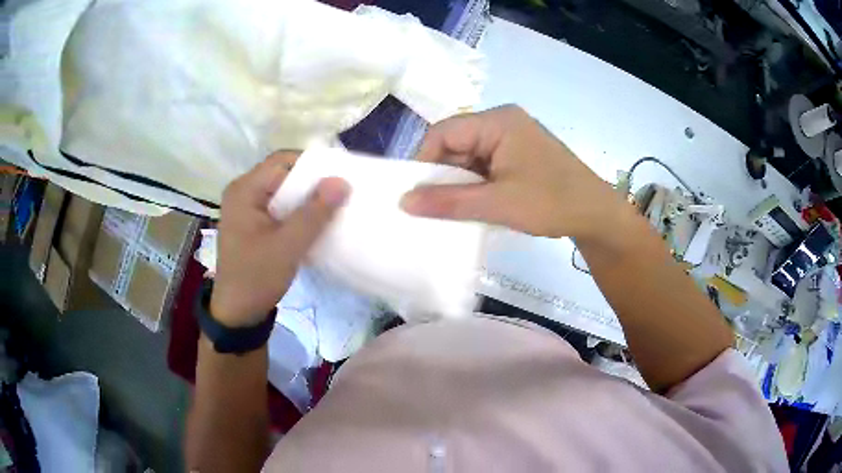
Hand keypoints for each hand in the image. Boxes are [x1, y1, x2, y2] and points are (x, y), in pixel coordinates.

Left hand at [210, 151, 349, 326]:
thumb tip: (342, 181)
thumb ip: (314, 213)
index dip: (312, 164)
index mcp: (244, 190)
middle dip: (311, 182)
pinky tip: (314, 221)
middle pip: (282, 174)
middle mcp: (242, 192)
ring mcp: (246, 208)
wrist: (237, 313)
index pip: (282, 161)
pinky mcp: (252, 222)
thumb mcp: (288, 246)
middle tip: (340, 192)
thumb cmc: (257, 278)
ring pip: (282, 191)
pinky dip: (297, 211)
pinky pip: (279, 206)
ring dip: (306, 198)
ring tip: (332, 206)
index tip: (339, 176)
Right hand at [400, 105, 627, 240]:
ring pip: (469, 157)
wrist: (597, 216)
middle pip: (456, 143)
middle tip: (432, 207)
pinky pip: (484, 165)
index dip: (424, 161)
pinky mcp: (518, 154)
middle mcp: (502, 122)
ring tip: (451, 210)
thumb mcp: (497, 204)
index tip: (415, 194)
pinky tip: (474, 205)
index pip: (444, 132)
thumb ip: (449, 202)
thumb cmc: (552, 203)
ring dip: (459, 183)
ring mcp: (512, 138)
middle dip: (442, 175)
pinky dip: (475, 185)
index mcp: (497, 122)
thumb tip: (403, 202)